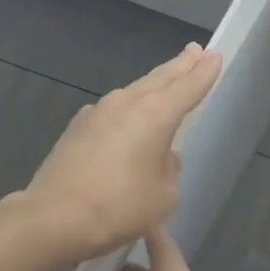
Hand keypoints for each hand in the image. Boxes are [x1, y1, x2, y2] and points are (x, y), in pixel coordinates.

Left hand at [25, 44, 221, 258]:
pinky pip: (112, 115)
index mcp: (156, 114)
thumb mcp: (163, 196)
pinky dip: (127, 114)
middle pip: (160, 79)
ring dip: (153, 87)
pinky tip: (128, 122)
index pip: (188, 87)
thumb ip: (169, 170)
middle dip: (180, 66)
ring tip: (166, 81)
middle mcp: (126, 104)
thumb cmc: (120, 207)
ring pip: (134, 93)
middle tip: (195, 52)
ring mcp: (97, 113)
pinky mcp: (76, 129)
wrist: (54, 218)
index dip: (204, 72)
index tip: (215, 55)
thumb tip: (161, 157)